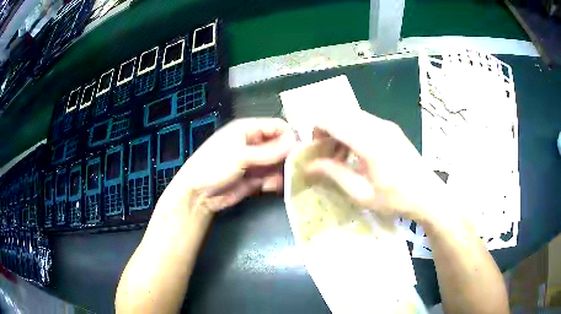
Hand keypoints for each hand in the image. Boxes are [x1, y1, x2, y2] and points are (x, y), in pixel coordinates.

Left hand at [167, 118, 296, 214]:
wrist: (198, 195)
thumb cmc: (214, 166)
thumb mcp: (241, 156)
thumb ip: (269, 151)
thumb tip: (296, 144)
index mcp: (248, 129)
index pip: (277, 126)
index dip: (289, 136)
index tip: (298, 151)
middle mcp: (254, 143)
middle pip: (280, 145)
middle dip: (288, 156)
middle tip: (296, 168)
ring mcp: (255, 162)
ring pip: (278, 163)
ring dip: (282, 171)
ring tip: (283, 180)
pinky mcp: (256, 179)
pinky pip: (272, 177)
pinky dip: (275, 182)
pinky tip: (271, 187)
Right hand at [306, 110, 447, 223]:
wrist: (428, 195)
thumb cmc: (395, 199)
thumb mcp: (361, 193)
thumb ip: (334, 174)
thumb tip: (309, 165)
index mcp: (369, 142)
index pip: (331, 120)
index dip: (316, 131)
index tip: (316, 151)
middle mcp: (377, 125)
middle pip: (339, 114)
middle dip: (326, 130)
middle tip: (327, 155)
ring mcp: (386, 124)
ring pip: (351, 116)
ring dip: (339, 130)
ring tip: (342, 156)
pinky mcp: (391, 128)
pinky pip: (363, 121)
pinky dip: (352, 131)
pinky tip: (357, 153)